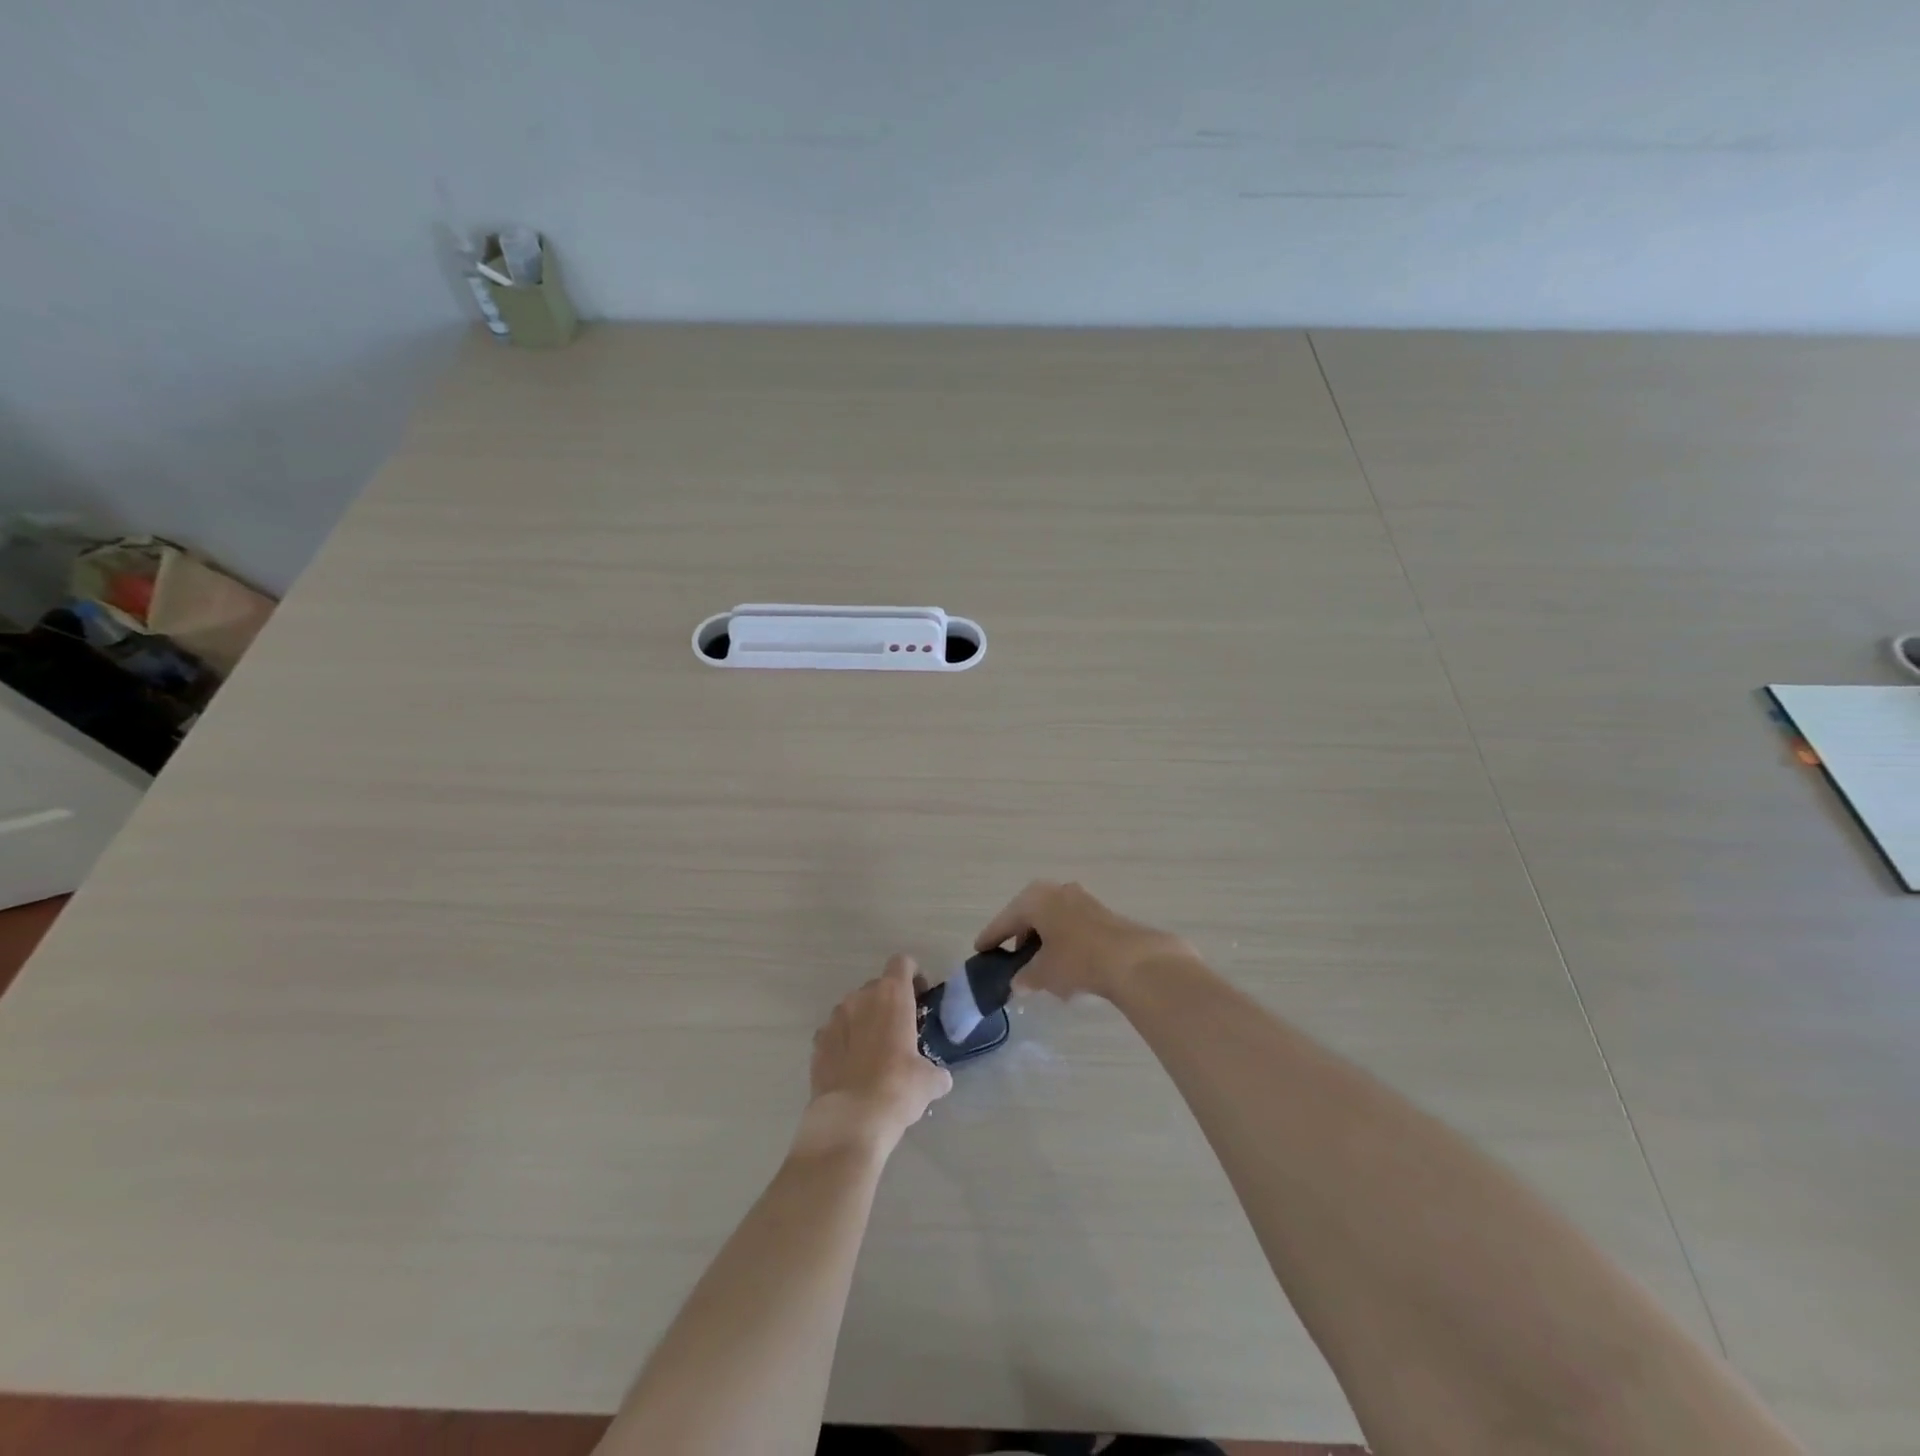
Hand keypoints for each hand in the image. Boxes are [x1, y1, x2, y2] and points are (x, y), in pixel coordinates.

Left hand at [796, 955, 952, 1155]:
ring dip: (865, 1022)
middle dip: (889, 1003)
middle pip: (878, 987)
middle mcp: (860, 997)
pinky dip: (844, 1042)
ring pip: (854, 1009)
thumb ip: (935, 1071)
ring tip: (874, 1054)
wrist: (850, 1120)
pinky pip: (835, 1033)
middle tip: (900, 1032)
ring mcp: (834, 1018)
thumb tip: (939, 1078)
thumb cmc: (898, 1088)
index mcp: (892, 995)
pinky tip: (852, 1069)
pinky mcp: (817, 1042)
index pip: (902, 963)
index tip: (919, 998)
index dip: (913, 976)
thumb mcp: (929, 1081)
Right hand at [975, 880, 1195, 1002]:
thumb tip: (1017, 982)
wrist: (1132, 959)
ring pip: (1053, 921)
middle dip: (1020, 938)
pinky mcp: (1102, 913)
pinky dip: (1062, 943)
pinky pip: (1071, 927)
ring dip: (1044, 941)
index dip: (991, 938)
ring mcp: (1082, 899)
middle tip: (1010, 958)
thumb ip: (1025, 977)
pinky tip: (1065, 966)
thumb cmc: (1076, 960)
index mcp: (1034, 899)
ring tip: (1039, 967)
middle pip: (1029, 916)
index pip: (1004, 921)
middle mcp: (1056, 891)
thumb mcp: (1043, 973)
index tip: (979, 950)